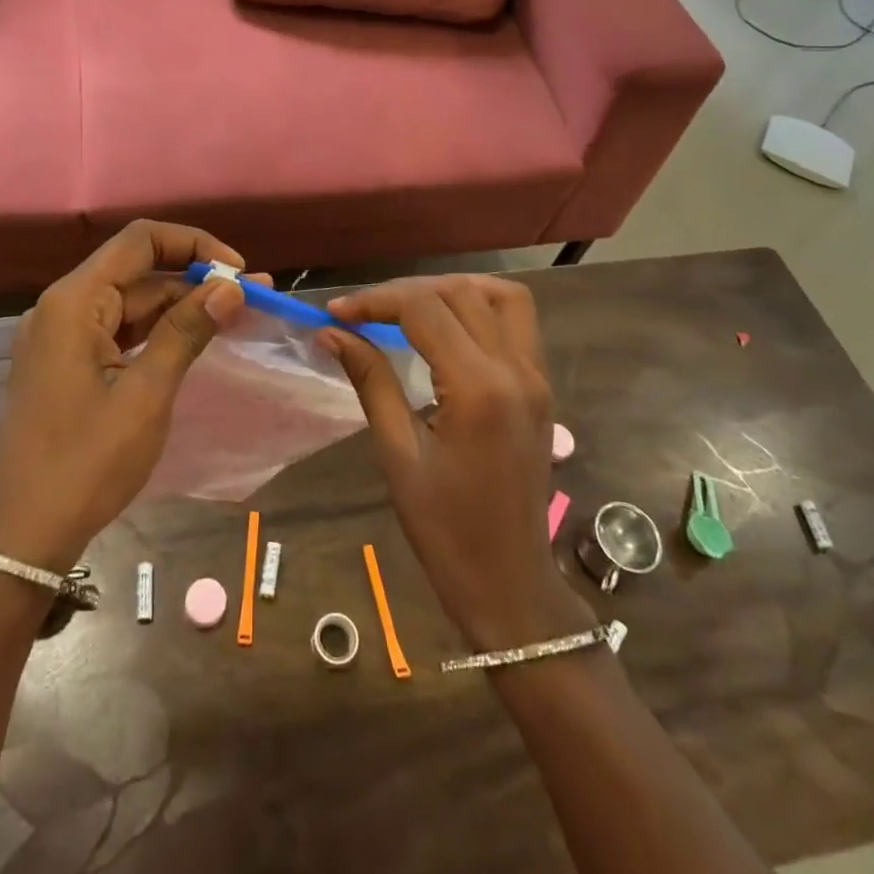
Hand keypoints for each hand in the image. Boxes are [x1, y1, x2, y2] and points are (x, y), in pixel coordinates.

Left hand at [0, 221, 252, 573]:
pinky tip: (194, 339)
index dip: (193, 245)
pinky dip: (157, 331)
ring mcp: (62, 335)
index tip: (237, 273)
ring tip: (234, 317)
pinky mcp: (67, 362)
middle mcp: (63, 306)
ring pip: (131, 302)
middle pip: (137, 271)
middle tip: (251, 299)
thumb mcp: (146, 394)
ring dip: (180, 306)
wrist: (27, 533)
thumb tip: (230, 288)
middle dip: (194, 280)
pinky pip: (119, 330)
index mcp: (74, 302)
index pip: (140, 241)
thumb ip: (187, 331)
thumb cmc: (87, 462)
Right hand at [320, 275, 589, 651]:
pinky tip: (447, 326)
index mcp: (479, 389)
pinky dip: (480, 306)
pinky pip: (518, 321)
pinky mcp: (542, 386)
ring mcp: (537, 376)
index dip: (375, 301)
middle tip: (362, 313)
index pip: (424, 310)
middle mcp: (517, 370)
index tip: (336, 314)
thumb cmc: (445, 530)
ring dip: (450, 290)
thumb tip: (332, 333)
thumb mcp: (398, 454)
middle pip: (459, 293)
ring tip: (407, 307)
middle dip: (404, 292)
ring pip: (499, 296)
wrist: (509, 583)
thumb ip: (370, 381)